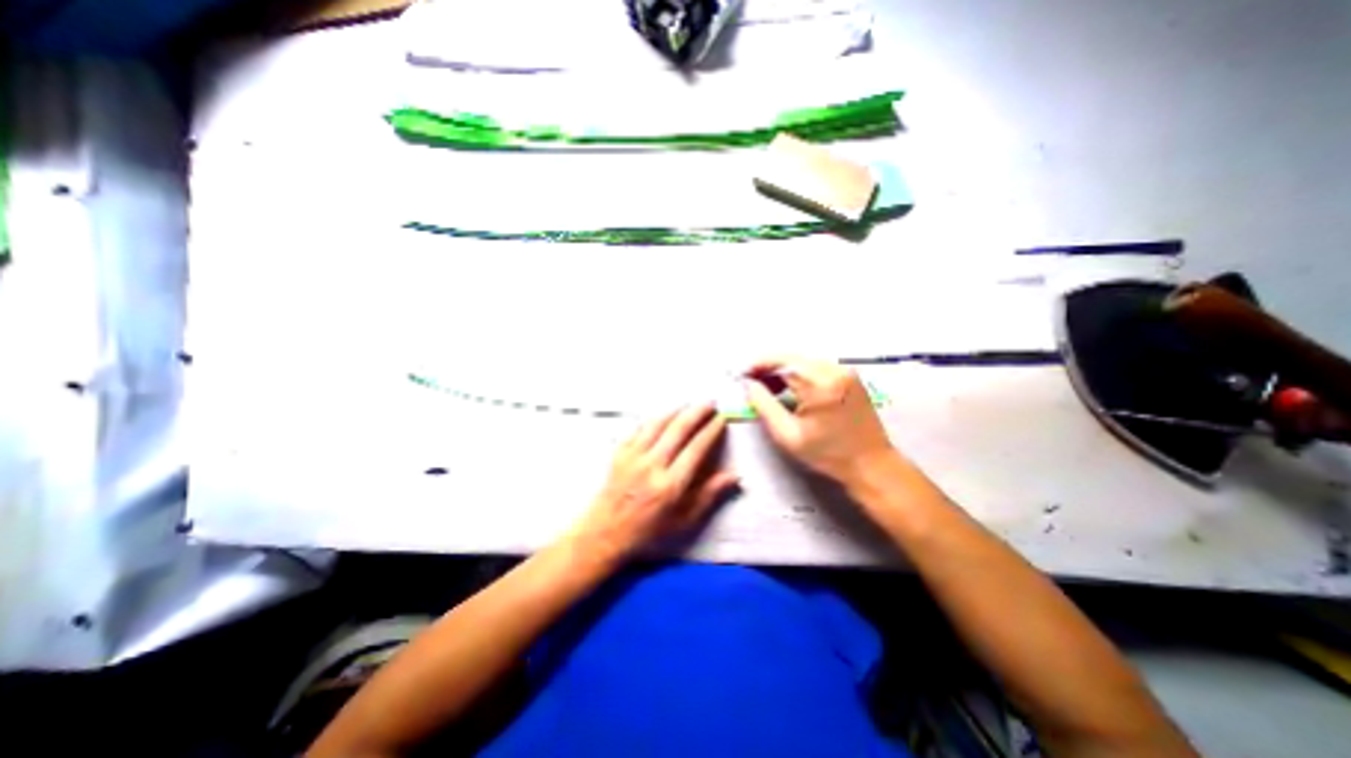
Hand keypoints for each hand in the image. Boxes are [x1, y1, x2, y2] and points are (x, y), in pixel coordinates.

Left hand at [569, 406, 737, 563]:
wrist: (605, 532)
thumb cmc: (649, 531)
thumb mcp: (684, 521)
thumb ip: (709, 496)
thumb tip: (735, 476)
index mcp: (670, 485)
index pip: (696, 449)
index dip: (711, 431)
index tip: (721, 419)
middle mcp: (652, 466)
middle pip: (678, 430)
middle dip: (697, 413)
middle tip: (710, 403)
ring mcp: (633, 457)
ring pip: (658, 424)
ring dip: (676, 410)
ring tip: (690, 403)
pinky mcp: (619, 453)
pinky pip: (639, 428)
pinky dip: (654, 419)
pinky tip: (662, 415)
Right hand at [750, 354, 893, 486]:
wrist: (872, 465)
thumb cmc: (828, 454)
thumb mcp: (787, 435)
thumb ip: (764, 405)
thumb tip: (749, 384)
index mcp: (820, 384)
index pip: (782, 363)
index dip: (759, 365)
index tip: (743, 374)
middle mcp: (835, 370)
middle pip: (793, 359)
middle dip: (770, 368)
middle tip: (753, 383)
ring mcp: (846, 371)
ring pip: (804, 362)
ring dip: (784, 371)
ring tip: (770, 389)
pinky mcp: (850, 376)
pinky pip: (816, 367)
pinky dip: (799, 374)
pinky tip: (791, 389)